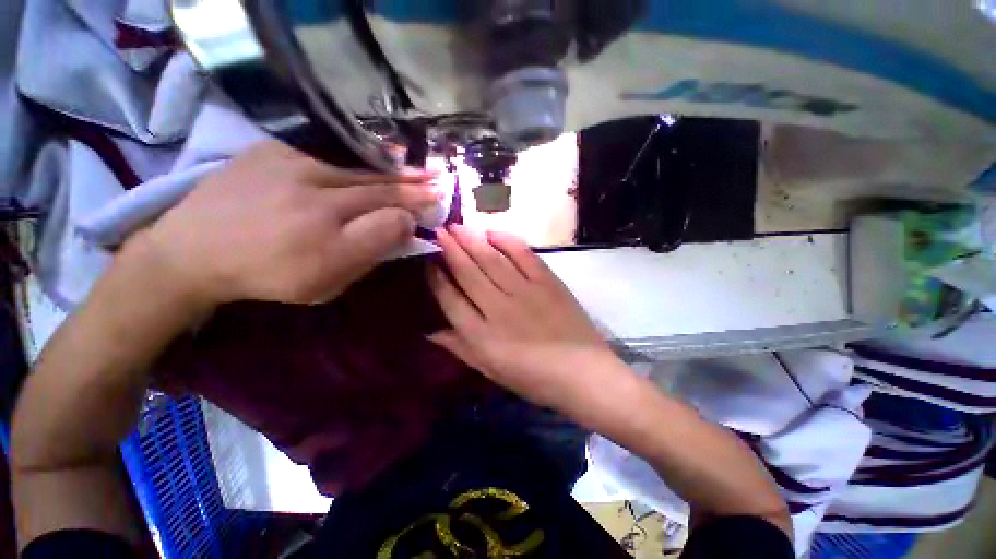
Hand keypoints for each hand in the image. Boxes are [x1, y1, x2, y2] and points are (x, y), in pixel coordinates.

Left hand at [131, 141, 438, 311]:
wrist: (193, 252)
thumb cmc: (270, 276)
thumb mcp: (327, 282)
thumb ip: (370, 251)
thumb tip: (403, 223)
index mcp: (328, 232)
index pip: (388, 212)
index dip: (416, 205)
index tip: (438, 200)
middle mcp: (314, 191)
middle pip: (377, 185)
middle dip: (412, 182)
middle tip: (438, 176)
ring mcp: (290, 165)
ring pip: (354, 168)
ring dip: (388, 169)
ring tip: (413, 167)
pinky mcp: (271, 151)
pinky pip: (323, 157)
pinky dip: (350, 163)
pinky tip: (365, 167)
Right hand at [427, 225, 623, 408]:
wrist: (583, 373)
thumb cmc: (534, 379)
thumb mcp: (491, 371)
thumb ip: (461, 349)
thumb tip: (430, 332)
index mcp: (482, 336)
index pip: (451, 301)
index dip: (437, 280)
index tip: (429, 263)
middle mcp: (498, 309)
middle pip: (468, 273)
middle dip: (451, 250)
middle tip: (439, 231)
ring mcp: (525, 292)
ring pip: (492, 260)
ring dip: (472, 241)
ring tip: (457, 226)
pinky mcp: (547, 282)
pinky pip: (524, 256)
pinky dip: (507, 241)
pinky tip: (493, 232)